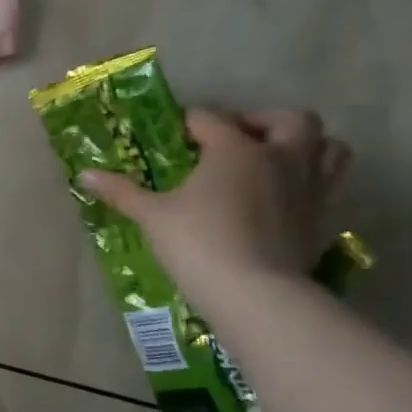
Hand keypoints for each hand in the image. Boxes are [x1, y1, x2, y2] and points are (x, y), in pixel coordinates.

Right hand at [79, 109, 349, 306]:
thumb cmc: (198, 241)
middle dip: (263, 122)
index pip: (210, 119)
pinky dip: (305, 181)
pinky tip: (276, 198)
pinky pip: (325, 184)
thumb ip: (121, 191)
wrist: (254, 292)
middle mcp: (280, 158)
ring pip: (327, 147)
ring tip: (269, 160)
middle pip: (290, 120)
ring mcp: (308, 187)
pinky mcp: (320, 217)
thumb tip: (84, 175)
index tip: (172, 134)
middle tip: (235, 139)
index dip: (188, 122)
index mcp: (236, 149)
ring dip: (302, 146)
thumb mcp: (152, 215)